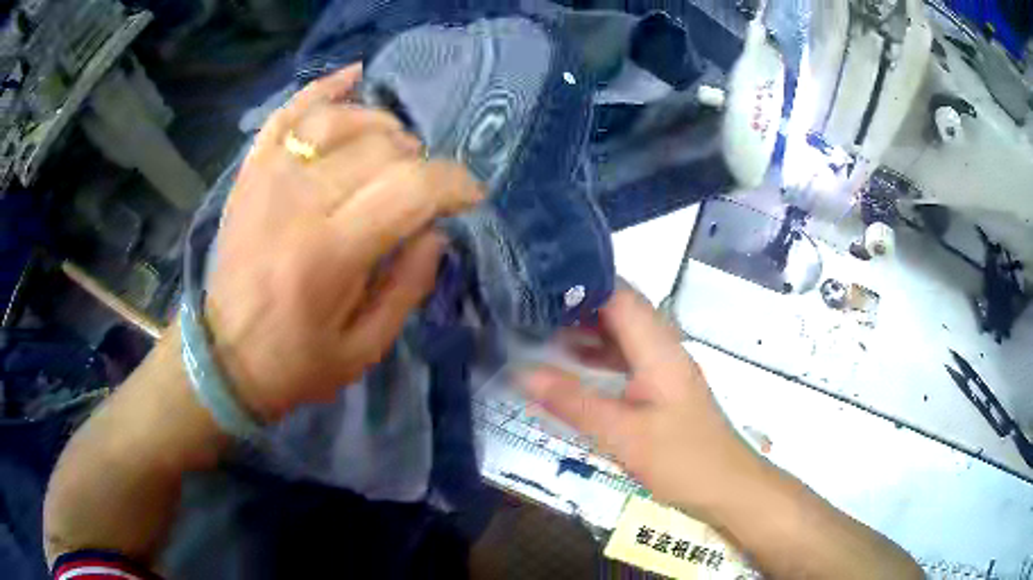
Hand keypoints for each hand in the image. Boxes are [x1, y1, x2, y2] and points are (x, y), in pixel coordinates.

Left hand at [206, 64, 482, 420]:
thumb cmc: (295, 363)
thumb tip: (435, 228)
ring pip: (339, 120)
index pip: (410, 189)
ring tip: (397, 148)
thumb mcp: (365, 349)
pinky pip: (288, 113)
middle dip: (420, 161)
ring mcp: (267, 179)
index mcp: (329, 256)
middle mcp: (296, 203)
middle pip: (380, 148)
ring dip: (382, 126)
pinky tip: (354, 77)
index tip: (470, 196)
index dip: (453, 183)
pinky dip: (323, 89)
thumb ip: (408, 286)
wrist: (222, 358)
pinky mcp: (250, 172)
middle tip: (426, 188)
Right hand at [522, 288, 761, 515]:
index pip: (619, 295)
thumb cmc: (682, 459)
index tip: (537, 283)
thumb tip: (521, 373)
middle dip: (576, 304)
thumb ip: (573, 402)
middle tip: (529, 307)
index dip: (580, 283)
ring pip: (622, 333)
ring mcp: (664, 367)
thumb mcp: (622, 434)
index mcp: (658, 348)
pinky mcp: (662, 386)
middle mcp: (663, 347)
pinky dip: (598, 356)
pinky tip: (571, 366)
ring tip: (540, 330)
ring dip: (586, 330)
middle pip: (620, 309)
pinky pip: (626, 357)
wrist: (727, 487)